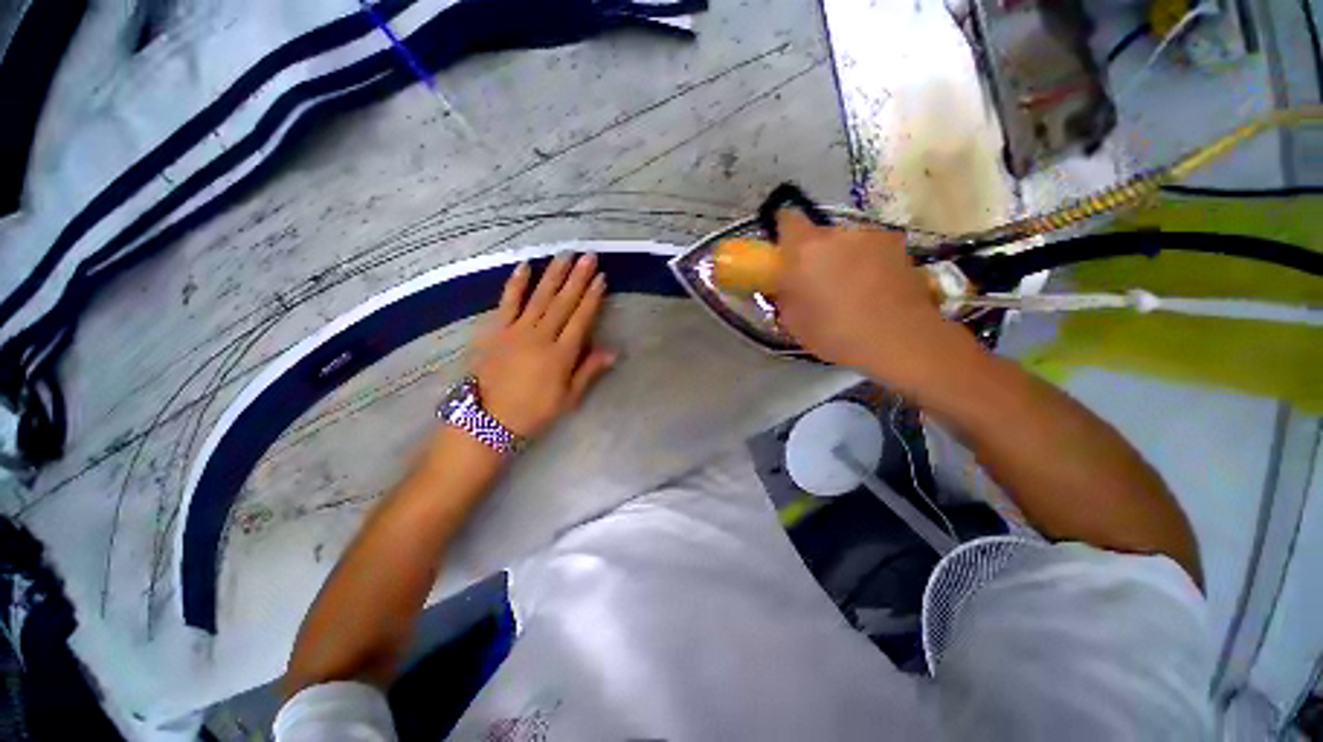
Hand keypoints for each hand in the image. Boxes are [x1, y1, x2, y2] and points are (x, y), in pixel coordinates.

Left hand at [468, 254, 614, 438]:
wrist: (489, 419)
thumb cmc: (535, 411)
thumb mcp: (569, 397)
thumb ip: (589, 371)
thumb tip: (613, 352)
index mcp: (561, 354)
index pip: (581, 319)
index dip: (592, 298)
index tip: (601, 278)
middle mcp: (541, 336)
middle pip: (563, 302)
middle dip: (578, 278)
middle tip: (588, 256)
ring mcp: (516, 330)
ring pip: (539, 297)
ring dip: (553, 274)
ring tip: (565, 254)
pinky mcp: (497, 330)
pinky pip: (507, 302)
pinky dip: (516, 284)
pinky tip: (524, 266)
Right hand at [774, 211, 968, 386]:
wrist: (900, 339)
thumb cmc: (836, 332)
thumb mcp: (793, 321)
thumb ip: (784, 295)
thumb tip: (785, 284)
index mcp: (806, 248)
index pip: (787, 219)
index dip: (782, 231)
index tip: (784, 252)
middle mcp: (838, 233)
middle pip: (819, 234)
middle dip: (815, 253)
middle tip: (816, 280)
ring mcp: (872, 236)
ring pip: (847, 242)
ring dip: (842, 257)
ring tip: (850, 288)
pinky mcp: (899, 246)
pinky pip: (871, 250)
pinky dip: (867, 263)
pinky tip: (874, 289)